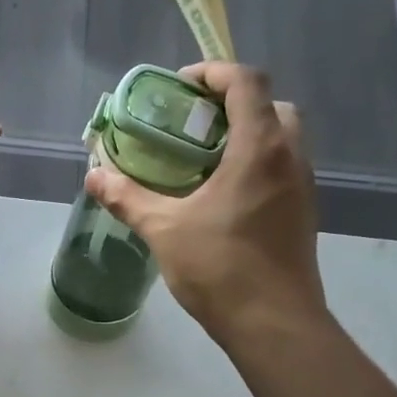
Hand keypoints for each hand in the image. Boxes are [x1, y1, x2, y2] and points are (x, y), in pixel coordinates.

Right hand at [84, 63, 326, 345]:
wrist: (275, 324)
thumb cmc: (220, 269)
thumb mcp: (163, 230)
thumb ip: (127, 198)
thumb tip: (94, 176)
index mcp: (260, 149)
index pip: (246, 82)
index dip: (213, 73)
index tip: (180, 87)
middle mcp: (290, 157)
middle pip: (270, 105)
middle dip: (232, 102)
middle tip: (193, 122)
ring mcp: (303, 186)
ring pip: (282, 137)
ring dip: (247, 133)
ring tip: (203, 157)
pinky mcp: (303, 212)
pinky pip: (282, 167)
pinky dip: (256, 162)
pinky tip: (222, 194)